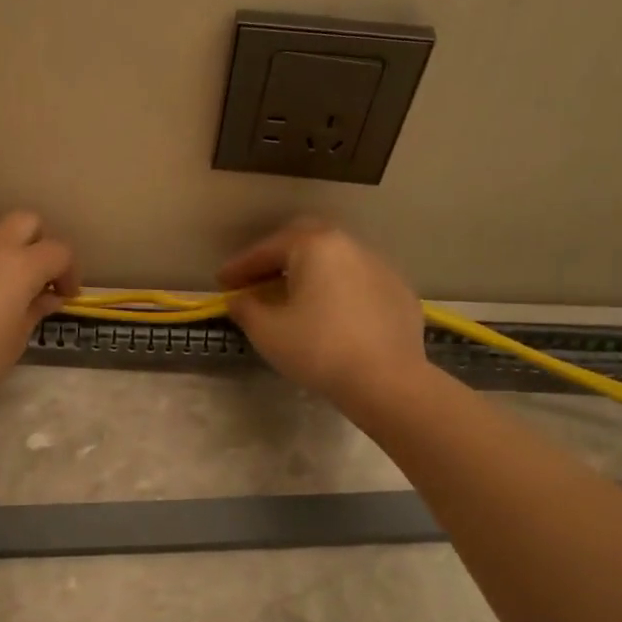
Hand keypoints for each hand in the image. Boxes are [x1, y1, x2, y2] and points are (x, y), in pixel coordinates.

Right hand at [217, 219, 428, 401]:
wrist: (387, 381)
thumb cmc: (318, 349)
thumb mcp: (267, 331)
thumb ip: (246, 308)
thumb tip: (238, 299)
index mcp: (315, 245)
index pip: (268, 249)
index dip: (241, 265)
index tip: (222, 282)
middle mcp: (349, 245)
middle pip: (304, 240)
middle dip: (277, 257)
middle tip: (257, 279)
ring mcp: (380, 266)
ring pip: (334, 260)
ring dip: (309, 272)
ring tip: (293, 296)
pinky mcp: (399, 291)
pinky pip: (358, 281)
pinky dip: (337, 289)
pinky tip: (331, 314)